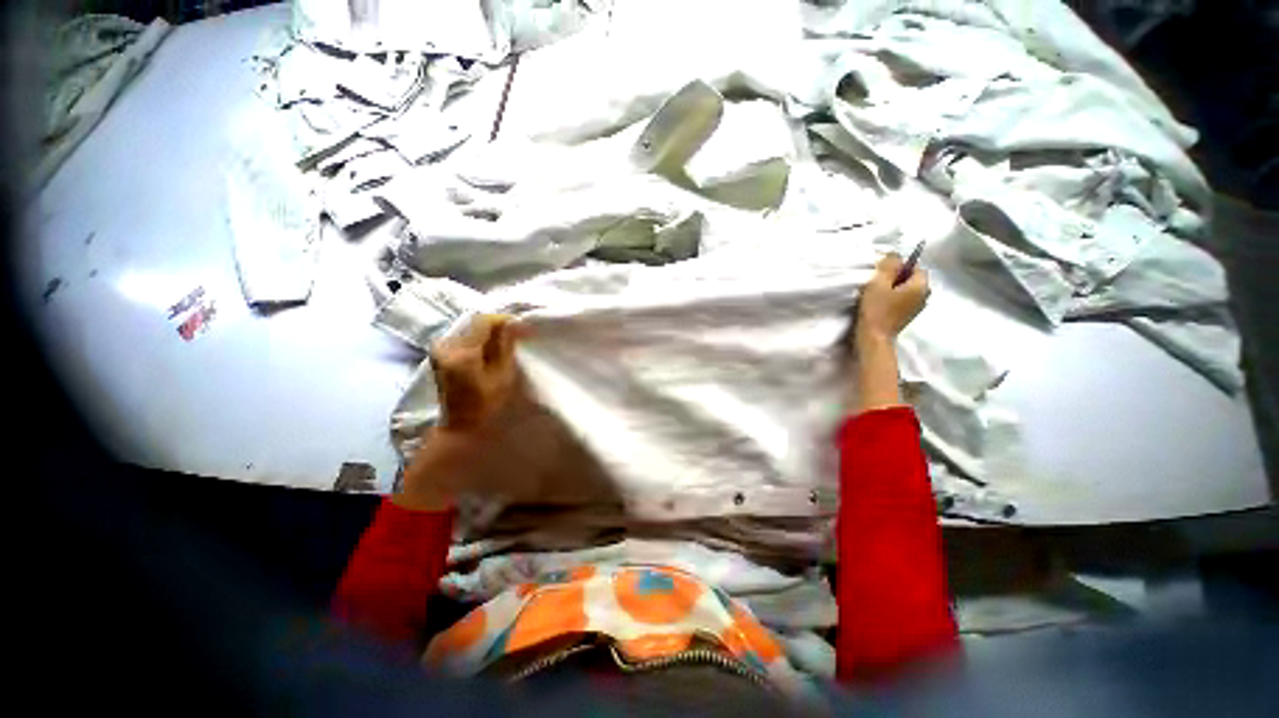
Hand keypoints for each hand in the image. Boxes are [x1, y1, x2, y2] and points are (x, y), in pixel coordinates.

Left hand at [431, 313, 525, 433]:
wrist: (460, 425)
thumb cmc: (486, 405)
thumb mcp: (502, 375)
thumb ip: (506, 346)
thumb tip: (514, 324)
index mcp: (462, 353)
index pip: (483, 322)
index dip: (504, 320)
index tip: (522, 325)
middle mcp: (446, 346)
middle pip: (474, 323)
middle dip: (497, 325)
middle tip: (517, 332)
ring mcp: (440, 349)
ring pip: (469, 329)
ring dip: (488, 331)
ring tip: (507, 339)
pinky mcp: (440, 354)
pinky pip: (463, 337)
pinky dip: (479, 338)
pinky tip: (491, 347)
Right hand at [855, 253, 928, 342]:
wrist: (873, 337)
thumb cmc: (876, 309)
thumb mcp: (879, 282)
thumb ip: (889, 264)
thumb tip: (894, 254)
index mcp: (922, 285)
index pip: (915, 265)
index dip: (898, 265)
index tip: (881, 272)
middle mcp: (925, 295)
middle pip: (911, 278)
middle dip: (896, 277)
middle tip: (877, 282)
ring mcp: (917, 307)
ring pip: (907, 289)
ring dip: (894, 288)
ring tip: (877, 293)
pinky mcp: (908, 316)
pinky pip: (903, 300)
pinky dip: (894, 298)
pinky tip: (880, 303)